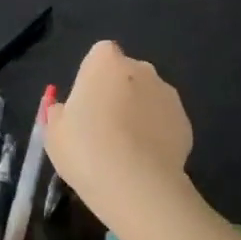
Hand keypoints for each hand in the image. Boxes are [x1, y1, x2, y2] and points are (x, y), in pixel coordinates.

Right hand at [45, 41, 193, 225]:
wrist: (135, 184)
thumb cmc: (85, 149)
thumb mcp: (54, 132)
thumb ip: (60, 113)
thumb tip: (67, 111)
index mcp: (106, 62)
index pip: (100, 55)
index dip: (92, 79)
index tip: (85, 105)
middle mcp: (141, 69)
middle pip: (127, 74)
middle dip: (118, 93)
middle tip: (103, 128)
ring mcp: (168, 94)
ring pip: (148, 97)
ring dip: (139, 113)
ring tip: (126, 150)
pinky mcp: (185, 121)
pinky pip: (164, 122)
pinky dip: (156, 134)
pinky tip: (144, 160)